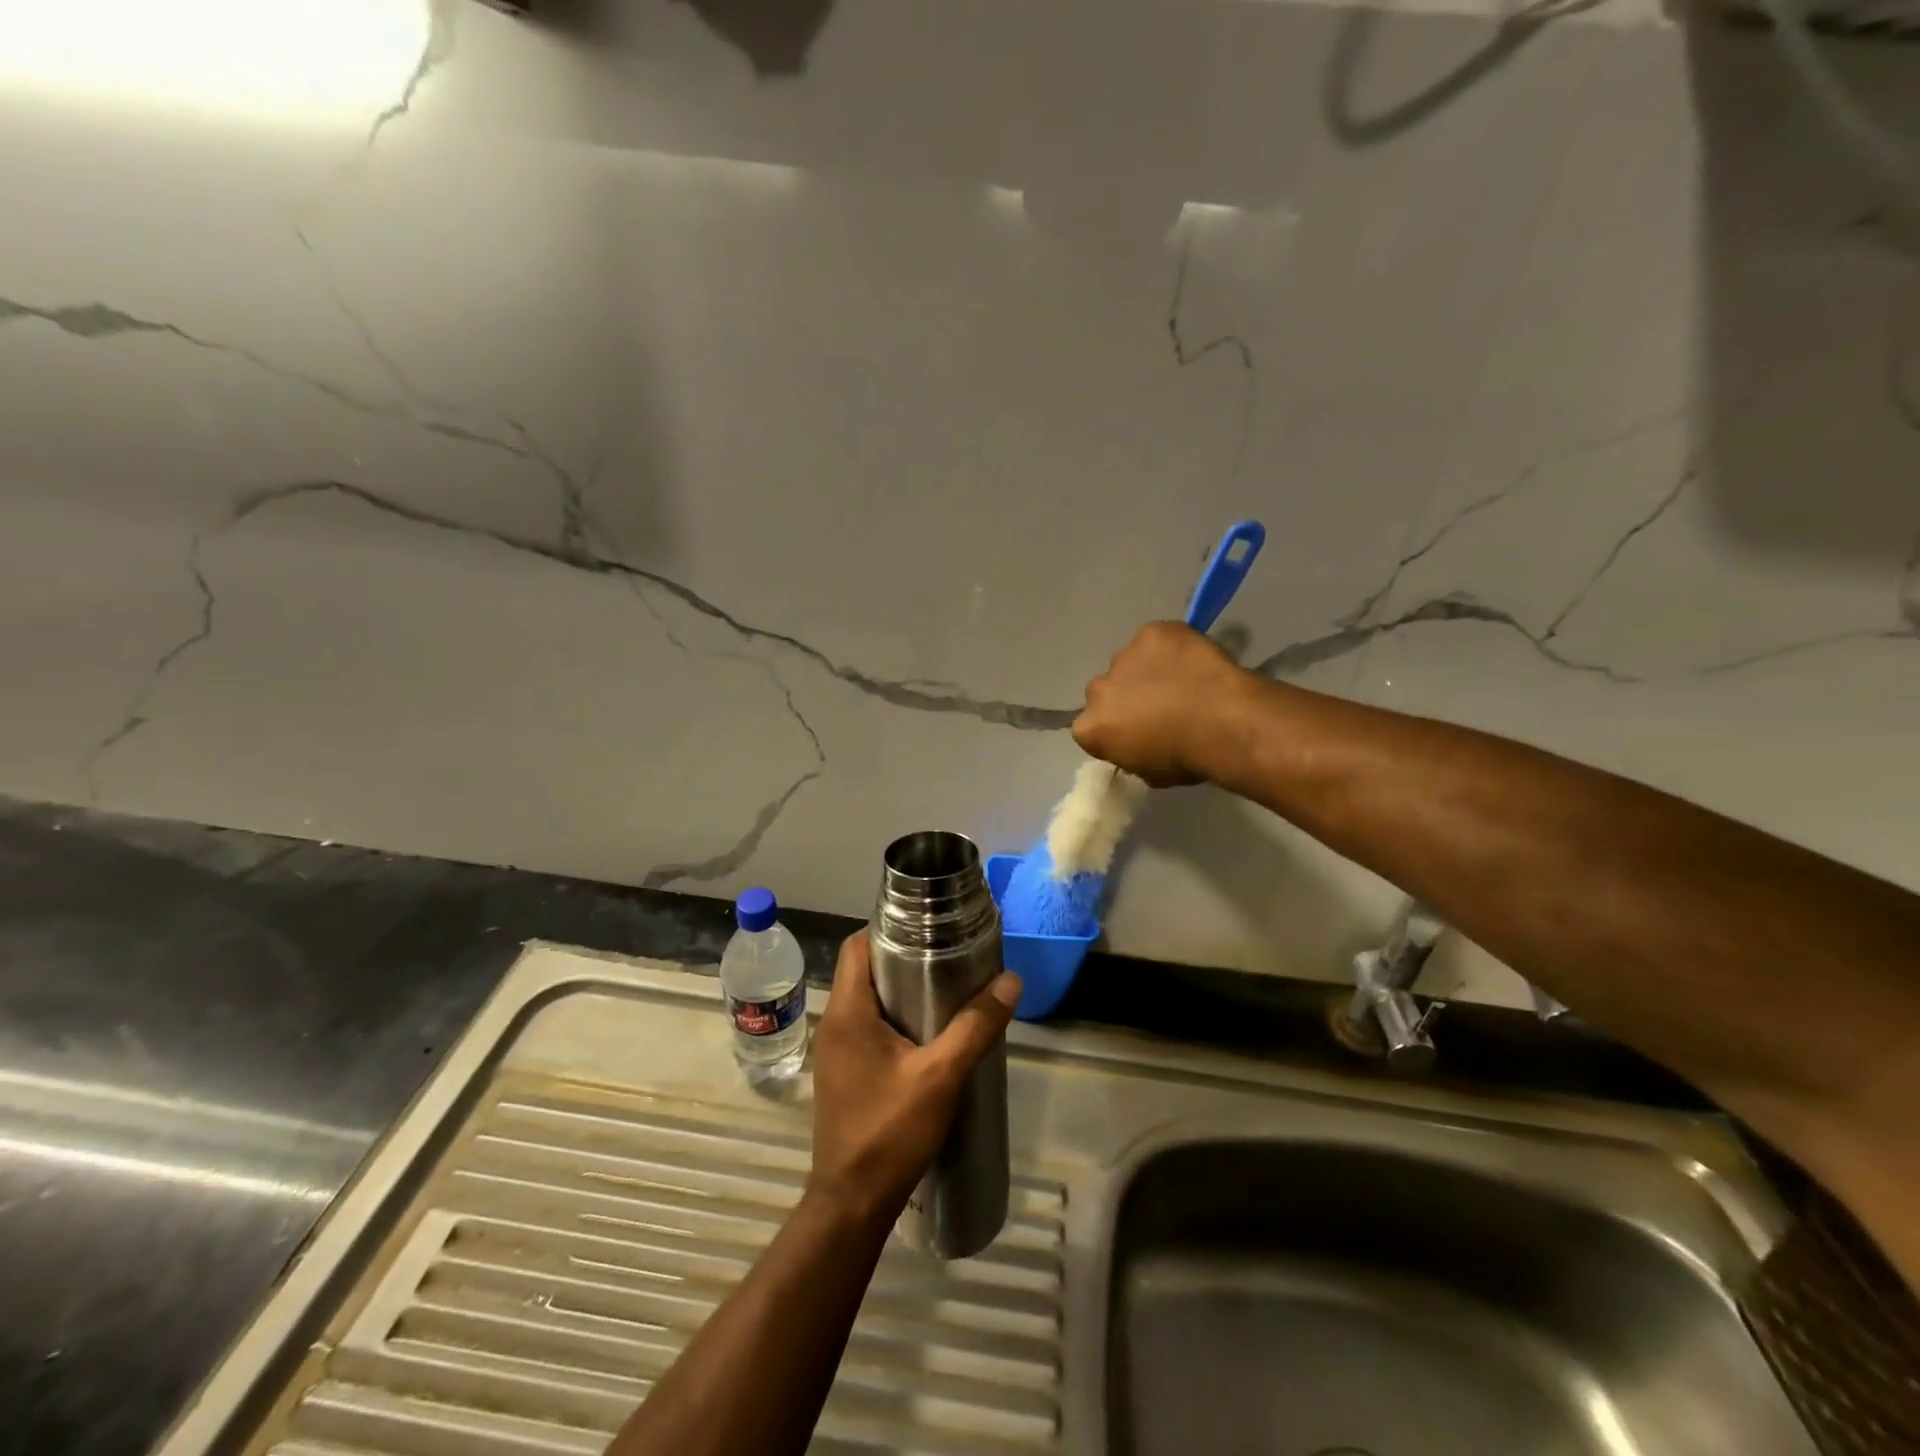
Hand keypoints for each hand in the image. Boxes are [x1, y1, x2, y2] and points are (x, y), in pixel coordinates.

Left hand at [806, 931, 1020, 1228]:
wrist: (852, 1203)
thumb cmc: (890, 1132)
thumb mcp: (941, 1076)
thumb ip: (975, 1027)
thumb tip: (1011, 981)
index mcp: (848, 1011)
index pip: (857, 945)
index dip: (889, 929)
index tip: (928, 928)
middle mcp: (834, 1023)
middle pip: (864, 970)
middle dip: (902, 959)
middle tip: (947, 957)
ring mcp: (835, 1050)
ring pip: (866, 1000)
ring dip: (899, 991)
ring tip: (945, 991)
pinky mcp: (843, 1073)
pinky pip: (867, 1027)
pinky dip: (893, 1019)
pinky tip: (927, 1035)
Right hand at [1073, 621, 1247, 786]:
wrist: (1225, 723)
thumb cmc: (1188, 759)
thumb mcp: (1151, 774)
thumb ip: (1132, 753)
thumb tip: (1141, 744)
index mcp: (1090, 728)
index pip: (1091, 728)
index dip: (1114, 729)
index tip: (1137, 734)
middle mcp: (1097, 689)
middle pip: (1106, 691)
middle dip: (1125, 697)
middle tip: (1159, 707)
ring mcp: (1124, 656)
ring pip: (1131, 662)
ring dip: (1147, 671)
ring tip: (1182, 682)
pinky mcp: (1152, 633)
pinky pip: (1157, 639)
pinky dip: (1171, 648)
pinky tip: (1193, 661)